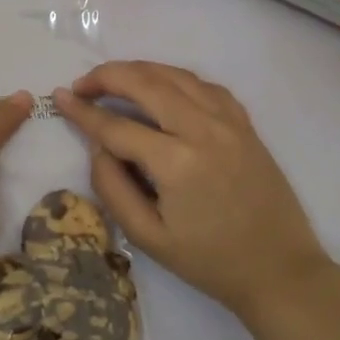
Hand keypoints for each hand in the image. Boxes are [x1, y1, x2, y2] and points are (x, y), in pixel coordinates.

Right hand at [50, 61, 332, 320]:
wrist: (279, 270)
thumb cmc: (209, 261)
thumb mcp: (147, 237)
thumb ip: (113, 188)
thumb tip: (98, 146)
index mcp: (176, 163)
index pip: (116, 126)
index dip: (83, 111)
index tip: (59, 97)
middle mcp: (203, 130)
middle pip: (146, 83)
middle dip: (107, 76)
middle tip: (82, 84)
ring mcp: (229, 122)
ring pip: (176, 75)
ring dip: (139, 70)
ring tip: (114, 79)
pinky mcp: (245, 124)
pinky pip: (205, 85)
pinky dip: (176, 78)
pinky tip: (162, 88)